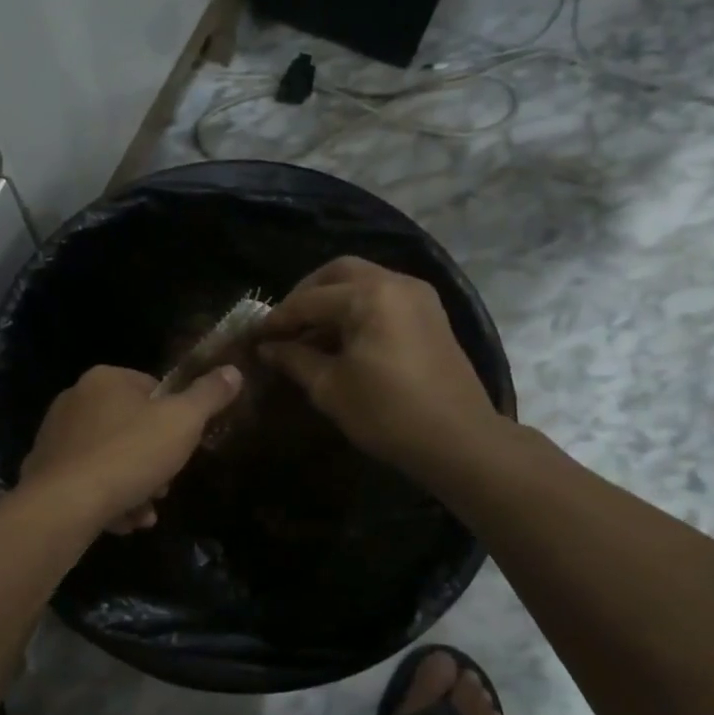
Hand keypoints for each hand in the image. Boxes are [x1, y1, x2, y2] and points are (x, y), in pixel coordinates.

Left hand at [19, 365, 242, 532]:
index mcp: (105, 379)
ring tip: (143, 514)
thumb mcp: (182, 423)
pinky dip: (107, 498)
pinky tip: (121, 522)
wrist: (64, 504)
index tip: (182, 448)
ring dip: (134, 486)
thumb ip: (208, 396)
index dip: (174, 419)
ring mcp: (55, 436)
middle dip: (153, 461)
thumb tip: (233, 370)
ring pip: (110, 458)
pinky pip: (86, 480)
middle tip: (164, 487)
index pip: (152, 388)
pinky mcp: (43, 471)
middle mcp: (74, 399)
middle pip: (130, 427)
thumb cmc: (129, 455)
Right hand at [257, 256, 504, 483]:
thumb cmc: (387, 413)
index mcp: (369, 296)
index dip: (278, 319)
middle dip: (306, 295)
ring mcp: (418, 296)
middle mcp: (395, 283)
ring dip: (332, 301)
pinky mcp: (430, 315)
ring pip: (363, 282)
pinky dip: (357, 309)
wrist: (459, 441)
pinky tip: (341, 339)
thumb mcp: (330, 387)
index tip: (254, 337)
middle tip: (284, 324)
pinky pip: (383, 297)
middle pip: (338, 273)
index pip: (309, 300)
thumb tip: (267, 348)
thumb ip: (294, 359)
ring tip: (308, 334)